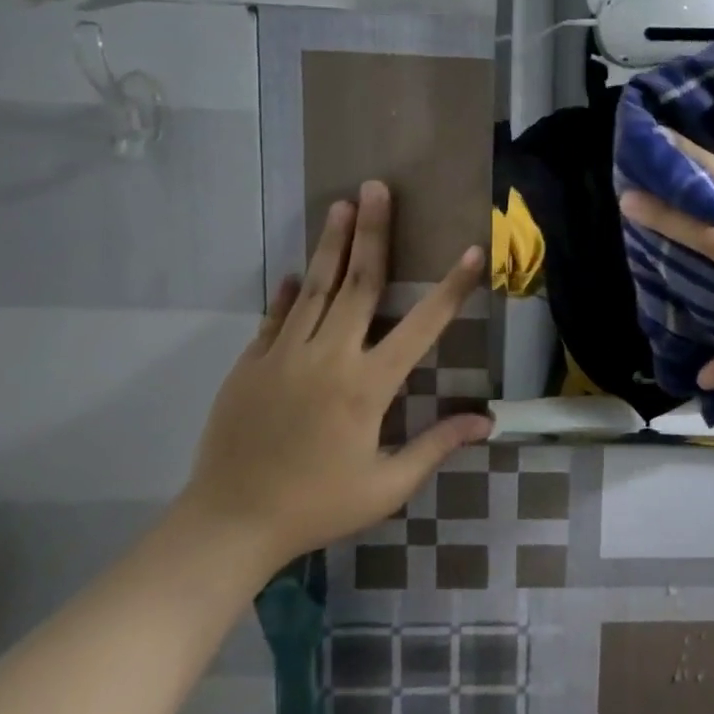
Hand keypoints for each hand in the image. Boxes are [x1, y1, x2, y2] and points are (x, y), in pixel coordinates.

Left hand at [177, 181, 491, 573]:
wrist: (227, 526)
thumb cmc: (317, 506)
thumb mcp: (387, 486)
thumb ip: (436, 446)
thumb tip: (487, 421)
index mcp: (368, 385)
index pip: (422, 326)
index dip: (451, 288)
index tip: (472, 252)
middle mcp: (329, 357)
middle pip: (359, 283)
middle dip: (373, 232)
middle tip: (378, 187)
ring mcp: (285, 356)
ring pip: (317, 288)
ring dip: (332, 244)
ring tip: (343, 204)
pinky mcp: (251, 365)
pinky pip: (276, 318)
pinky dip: (290, 292)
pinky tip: (297, 271)